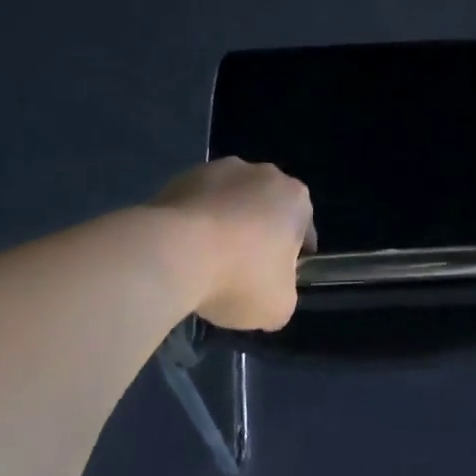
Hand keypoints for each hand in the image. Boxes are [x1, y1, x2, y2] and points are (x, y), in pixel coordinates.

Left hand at [149, 159, 313, 330]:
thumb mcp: (279, 306)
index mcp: (295, 198)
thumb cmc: (240, 276)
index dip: (290, 259)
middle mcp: (263, 173)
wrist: (173, 253)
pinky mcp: (182, 176)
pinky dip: (193, 222)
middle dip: (256, 235)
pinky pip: (197, 203)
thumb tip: (271, 289)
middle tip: (239, 273)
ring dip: (223, 225)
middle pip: (266, 209)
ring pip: (230, 202)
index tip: (272, 282)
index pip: (302, 230)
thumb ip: (285, 293)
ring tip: (203, 263)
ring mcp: (220, 169)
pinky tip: (181, 252)